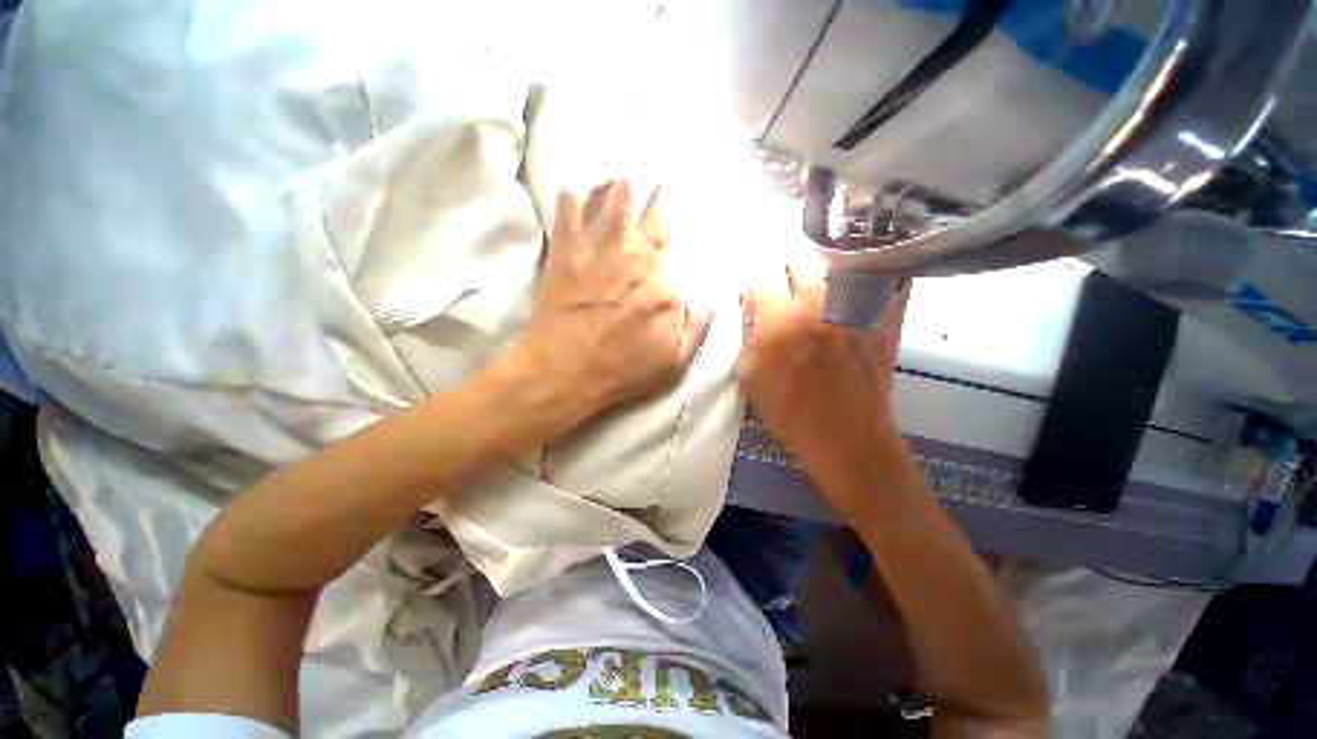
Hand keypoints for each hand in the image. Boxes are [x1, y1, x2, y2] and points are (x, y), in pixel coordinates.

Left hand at [504, 179, 710, 432]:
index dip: (671, 227)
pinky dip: (573, 198)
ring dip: (618, 188)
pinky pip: (568, 213)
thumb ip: (697, 330)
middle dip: (652, 197)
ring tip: (621, 178)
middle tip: (655, 182)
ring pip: (611, 203)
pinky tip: (575, 191)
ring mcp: (597, 251)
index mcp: (662, 285)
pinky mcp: (565, 253)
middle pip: (646, 217)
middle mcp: (633, 258)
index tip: (673, 214)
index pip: (671, 245)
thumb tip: (711, 302)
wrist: (564, 372)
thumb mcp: (675, 364)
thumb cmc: (622, 371)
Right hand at [738, 266, 910, 488]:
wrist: (847, 439)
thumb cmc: (791, 413)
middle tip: (790, 295)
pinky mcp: (885, 318)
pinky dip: (869, 276)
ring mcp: (855, 308)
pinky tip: (858, 289)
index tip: (760, 302)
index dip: (757, 292)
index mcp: (779, 323)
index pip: (760, 282)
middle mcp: (817, 306)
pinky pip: (882, 279)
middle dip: (789, 276)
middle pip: (800, 261)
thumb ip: (747, 334)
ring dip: (824, 273)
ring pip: (837, 263)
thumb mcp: (751, 377)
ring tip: (821, 291)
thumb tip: (751, 303)